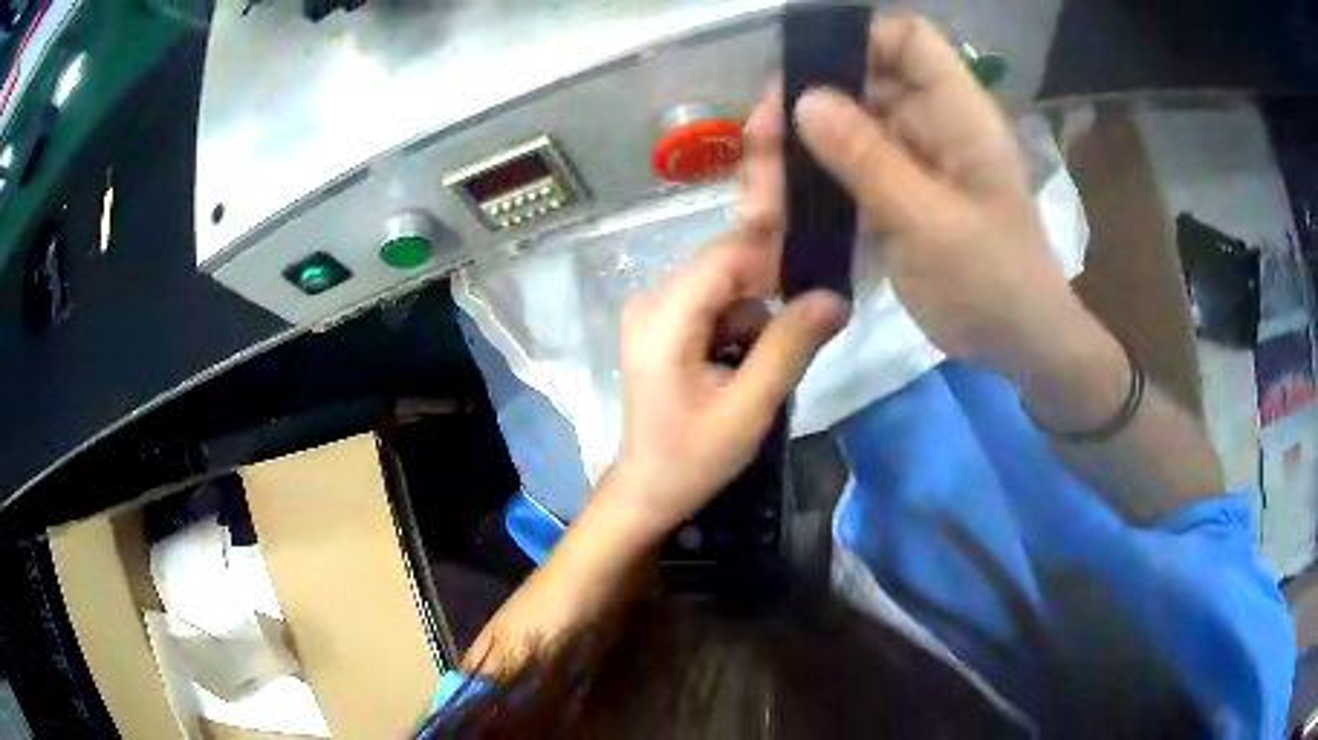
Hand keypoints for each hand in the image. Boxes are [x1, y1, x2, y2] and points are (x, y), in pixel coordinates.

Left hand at [605, 234, 847, 541]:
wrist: (650, 488)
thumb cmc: (693, 456)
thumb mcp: (749, 407)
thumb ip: (790, 347)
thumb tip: (835, 298)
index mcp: (664, 316)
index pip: (728, 255)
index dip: (777, 253)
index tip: (822, 271)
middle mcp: (653, 299)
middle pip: (727, 267)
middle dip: (772, 291)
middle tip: (808, 327)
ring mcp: (655, 311)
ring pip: (727, 287)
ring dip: (757, 318)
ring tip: (762, 368)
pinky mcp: (664, 325)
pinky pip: (716, 306)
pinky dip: (740, 328)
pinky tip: (743, 366)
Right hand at [740, 15, 1103, 386]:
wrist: (1017, 344)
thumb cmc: (992, 282)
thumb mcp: (930, 222)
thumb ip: (869, 159)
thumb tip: (804, 99)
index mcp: (955, 113)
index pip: (907, 39)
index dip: (857, 39)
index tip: (804, 73)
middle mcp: (928, 125)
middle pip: (854, 86)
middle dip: (800, 111)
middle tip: (757, 150)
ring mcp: (908, 163)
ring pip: (837, 134)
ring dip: (791, 161)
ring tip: (756, 207)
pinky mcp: (893, 198)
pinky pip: (840, 177)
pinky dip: (806, 194)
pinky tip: (773, 223)